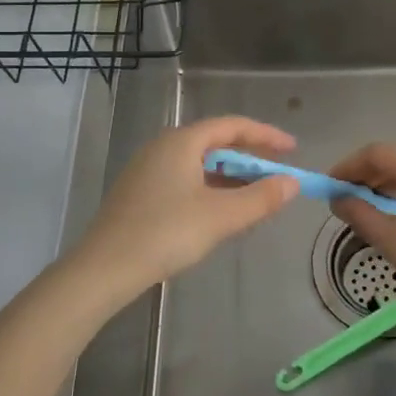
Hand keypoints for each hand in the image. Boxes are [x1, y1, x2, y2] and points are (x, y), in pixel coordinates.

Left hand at [68, 117, 299, 301]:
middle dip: (249, 158)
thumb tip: (292, 183)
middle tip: (276, 175)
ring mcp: (147, 170)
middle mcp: (163, 147)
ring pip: (199, 164)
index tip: (292, 149)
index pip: (232, 126)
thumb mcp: (220, 216)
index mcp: (182, 142)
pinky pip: (185, 179)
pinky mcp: (139, 194)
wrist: (102, 269)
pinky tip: (220, 212)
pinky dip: (210, 188)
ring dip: (230, 176)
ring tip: (254, 196)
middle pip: (215, 142)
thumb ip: (260, 198)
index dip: (265, 135)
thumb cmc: (165, 233)